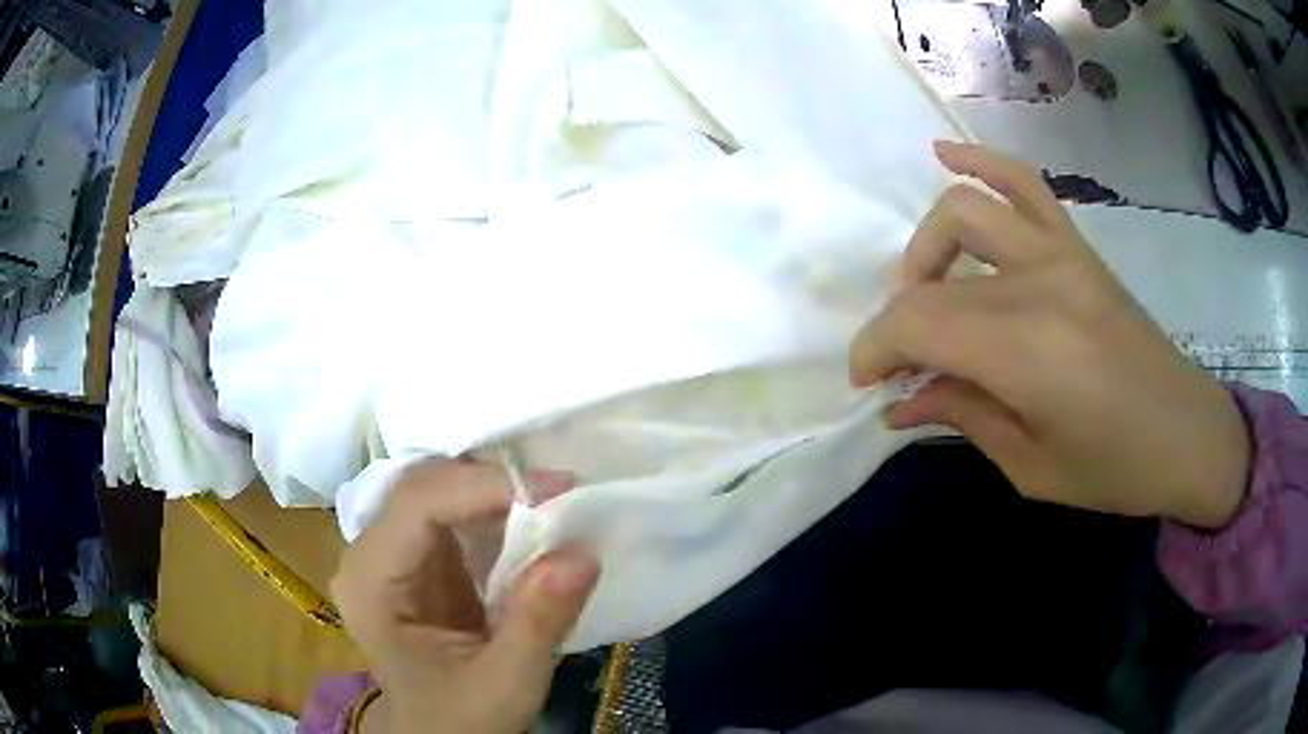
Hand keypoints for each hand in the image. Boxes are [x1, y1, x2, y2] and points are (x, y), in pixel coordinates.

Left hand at [331, 460, 599, 733]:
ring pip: (434, 490)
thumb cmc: (461, 718)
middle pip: (421, 487)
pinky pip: (447, 512)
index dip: (482, 485)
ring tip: (550, 500)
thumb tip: (582, 555)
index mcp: (370, 585)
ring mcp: (387, 554)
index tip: (556, 489)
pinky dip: (490, 508)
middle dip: (489, 481)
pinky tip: (525, 518)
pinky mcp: (412, 560)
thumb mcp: (505, 683)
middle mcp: (367, 556)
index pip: (416, 505)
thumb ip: (537, 622)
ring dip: (491, 489)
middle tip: (558, 491)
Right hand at [850, 141, 1250, 528]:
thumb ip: (963, 417)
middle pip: (934, 282)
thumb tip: (902, 400)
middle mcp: (1037, 284)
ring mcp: (1060, 252)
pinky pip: (1023, 181)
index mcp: (1026, 352)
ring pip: (963, 212)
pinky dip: (980, 162)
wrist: (1188, 433)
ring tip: (926, 291)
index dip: (876, 349)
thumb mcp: (1031, 467)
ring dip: (926, 251)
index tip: (868, 382)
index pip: (918, 324)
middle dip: (898, 325)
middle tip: (901, 366)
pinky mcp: (1078, 245)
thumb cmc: (1115, 469)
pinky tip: (944, 155)